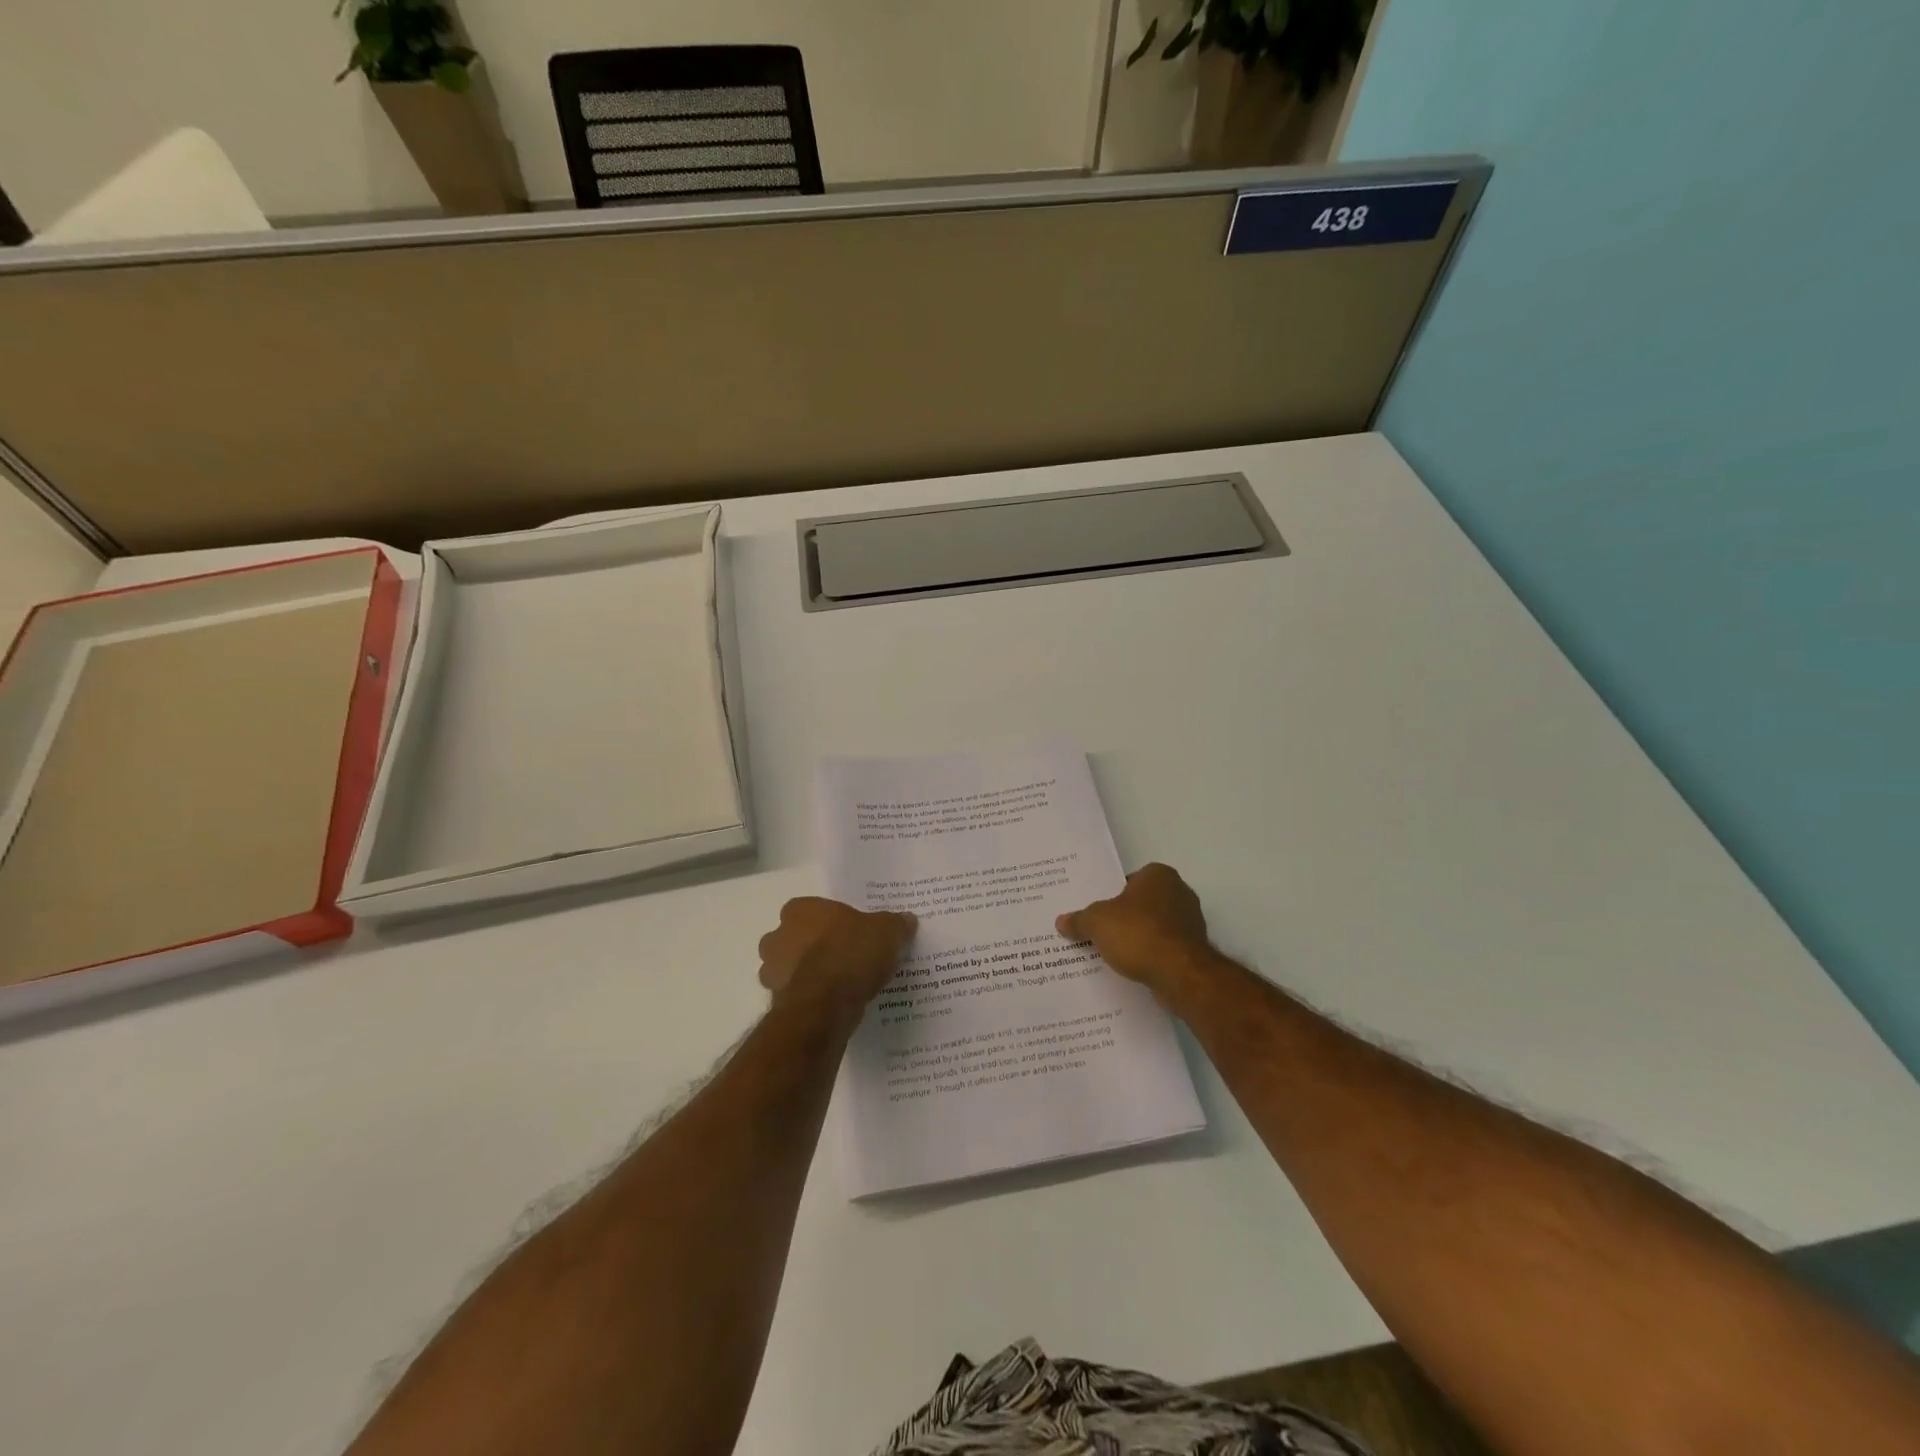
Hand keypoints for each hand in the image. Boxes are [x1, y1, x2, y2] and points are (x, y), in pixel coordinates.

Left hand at [758, 898, 916, 1021]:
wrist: (825, 1004)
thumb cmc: (851, 953)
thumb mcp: (886, 932)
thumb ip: (895, 924)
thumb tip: (907, 919)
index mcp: (800, 909)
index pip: (813, 909)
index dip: (832, 922)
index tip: (851, 933)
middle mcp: (778, 935)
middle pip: (796, 937)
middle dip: (814, 947)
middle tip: (845, 958)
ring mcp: (772, 970)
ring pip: (791, 968)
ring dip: (808, 974)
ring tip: (840, 985)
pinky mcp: (776, 1001)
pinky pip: (796, 995)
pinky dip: (810, 999)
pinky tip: (833, 1004)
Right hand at [1056, 863, 1214, 991]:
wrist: (1180, 974)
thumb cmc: (1138, 933)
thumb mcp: (1096, 923)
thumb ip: (1079, 920)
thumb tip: (1061, 921)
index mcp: (1159, 875)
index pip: (1128, 880)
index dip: (1110, 895)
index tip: (1096, 911)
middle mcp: (1179, 892)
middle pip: (1141, 903)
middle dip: (1124, 916)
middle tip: (1099, 930)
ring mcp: (1190, 922)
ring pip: (1153, 926)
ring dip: (1137, 937)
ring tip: (1112, 952)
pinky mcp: (1193, 949)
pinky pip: (1163, 947)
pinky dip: (1150, 955)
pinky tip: (1132, 967)